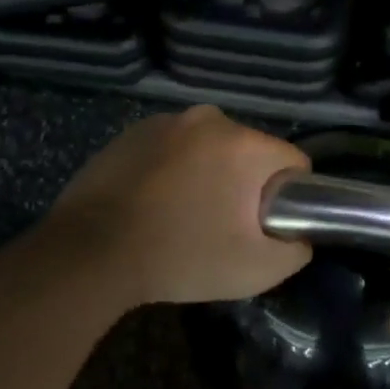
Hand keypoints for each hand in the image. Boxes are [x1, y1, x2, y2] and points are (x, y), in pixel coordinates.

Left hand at [42, 106, 312, 306]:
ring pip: (210, 149)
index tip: (264, 225)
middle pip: (249, 152)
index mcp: (243, 143)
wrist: (90, 253)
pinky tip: (153, 204)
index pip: (293, 161)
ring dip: (208, 174)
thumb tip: (299, 235)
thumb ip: (296, 250)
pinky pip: (173, 149)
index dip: (288, 197)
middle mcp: (209, 119)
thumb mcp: (257, 269)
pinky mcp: (132, 132)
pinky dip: (173, 170)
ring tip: (183, 216)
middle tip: (222, 226)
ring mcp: (166, 121)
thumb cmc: (181, 256)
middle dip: (245, 184)